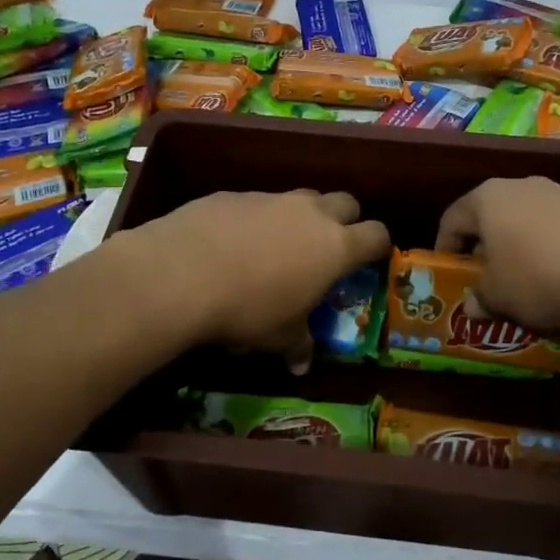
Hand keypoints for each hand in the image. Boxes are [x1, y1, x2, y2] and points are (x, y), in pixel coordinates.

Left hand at [126, 190, 390, 371]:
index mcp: (335, 247)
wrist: (182, 273)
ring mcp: (271, 198)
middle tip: (328, 248)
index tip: (370, 260)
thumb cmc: (247, 309)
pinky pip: (258, 203)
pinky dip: (257, 219)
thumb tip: (302, 365)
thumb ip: (297, 344)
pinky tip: (233, 243)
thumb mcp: (278, 336)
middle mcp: (310, 213)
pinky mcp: (234, 194)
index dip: (377, 246)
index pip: (376, 235)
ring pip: (300, 198)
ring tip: (278, 247)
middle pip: (345, 202)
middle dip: (344, 221)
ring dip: (299, 217)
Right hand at [435, 176, 559, 332]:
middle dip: (484, 250)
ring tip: (523, 284)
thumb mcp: (501, 297)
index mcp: (486, 199)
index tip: (447, 273)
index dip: (444, 248)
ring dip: (518, 251)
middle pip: (489, 218)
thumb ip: (480, 299)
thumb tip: (472, 306)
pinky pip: (555, 230)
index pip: (451, 219)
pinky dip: (549, 251)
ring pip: (524, 223)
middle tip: (483, 281)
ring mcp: (557, 193)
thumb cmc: (543, 274)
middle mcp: (518, 186)